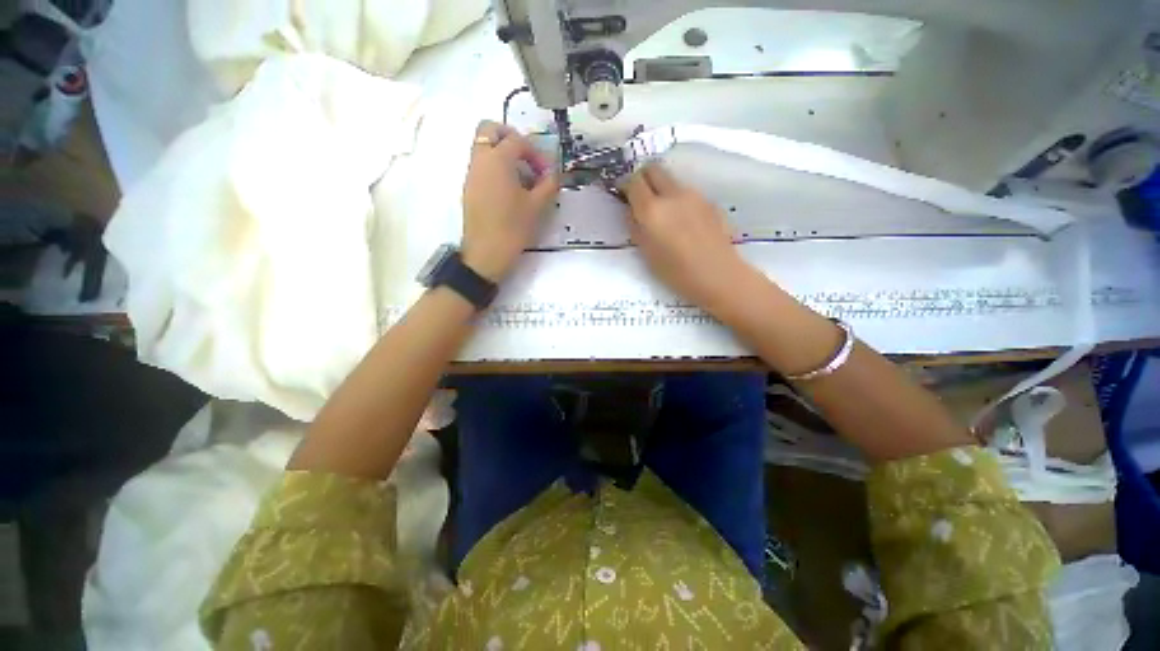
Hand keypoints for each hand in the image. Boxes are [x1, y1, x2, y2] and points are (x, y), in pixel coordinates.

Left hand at [461, 121, 559, 280]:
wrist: (486, 253)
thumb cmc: (513, 227)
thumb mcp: (538, 206)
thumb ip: (549, 184)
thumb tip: (553, 173)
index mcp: (498, 160)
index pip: (517, 140)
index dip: (536, 152)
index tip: (546, 172)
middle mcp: (480, 160)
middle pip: (490, 129)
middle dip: (511, 138)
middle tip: (527, 158)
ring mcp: (471, 174)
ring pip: (483, 147)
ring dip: (503, 153)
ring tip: (522, 178)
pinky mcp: (469, 188)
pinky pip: (481, 165)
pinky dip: (495, 167)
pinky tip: (510, 191)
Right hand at [623, 163, 752, 313]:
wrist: (718, 276)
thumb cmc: (676, 272)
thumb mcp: (646, 253)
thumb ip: (635, 227)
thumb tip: (631, 211)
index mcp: (652, 209)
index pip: (633, 180)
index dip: (625, 184)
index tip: (622, 194)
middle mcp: (673, 194)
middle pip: (654, 169)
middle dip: (643, 178)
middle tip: (639, 197)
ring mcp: (694, 196)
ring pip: (671, 181)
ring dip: (662, 189)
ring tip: (663, 215)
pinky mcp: (709, 202)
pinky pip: (687, 193)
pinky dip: (678, 200)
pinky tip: (683, 223)